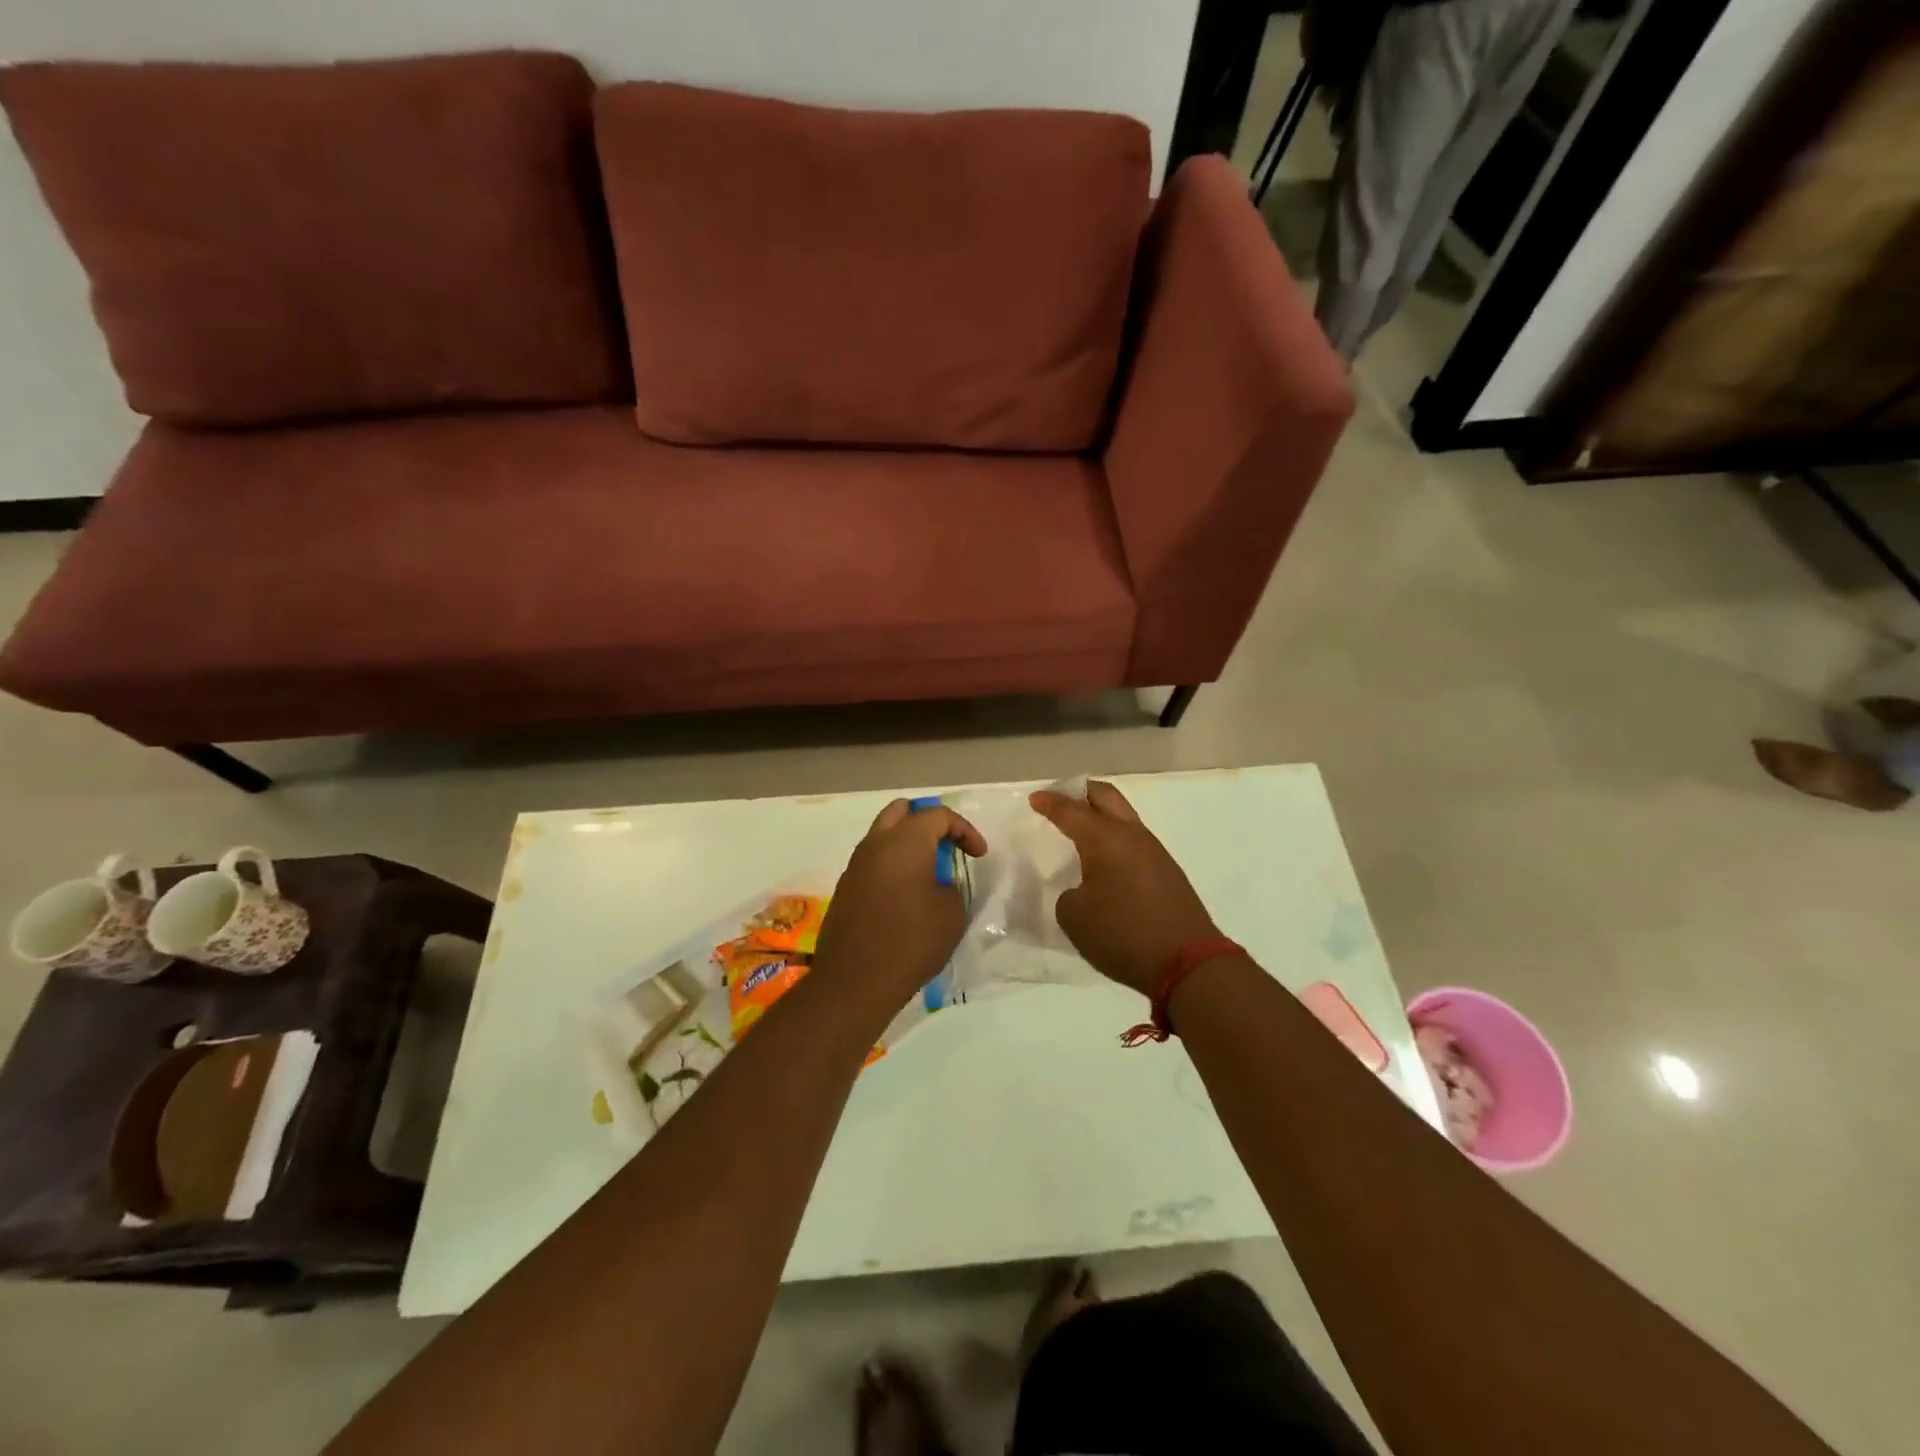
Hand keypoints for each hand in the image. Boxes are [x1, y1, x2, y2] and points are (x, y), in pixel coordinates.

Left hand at [812, 799, 987, 1005]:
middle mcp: (876, 843)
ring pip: (883, 835)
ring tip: (929, 870)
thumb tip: (937, 882)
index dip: (965, 830)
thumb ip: (950, 885)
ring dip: (908, 843)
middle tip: (947, 845)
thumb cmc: (912, 942)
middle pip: (902, 811)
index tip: (979, 855)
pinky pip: (873, 861)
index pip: (938, 815)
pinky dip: (892, 864)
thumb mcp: (951, 913)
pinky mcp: (846, 888)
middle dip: (928, 821)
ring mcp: (856, 865)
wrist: (855, 981)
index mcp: (905, 841)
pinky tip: (906, 893)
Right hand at [1029, 781, 1220, 995]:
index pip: (1071, 810)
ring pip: (1124, 818)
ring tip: (1080, 831)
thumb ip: (1068, 894)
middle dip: (1082, 792)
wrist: (1187, 962)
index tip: (1035, 799)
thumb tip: (1082, 889)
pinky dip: (1116, 840)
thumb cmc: (1122, 934)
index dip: (1050, 802)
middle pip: (1106, 797)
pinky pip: (1135, 842)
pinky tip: (1105, 860)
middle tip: (1062, 798)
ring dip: (1102, 816)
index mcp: (1104, 839)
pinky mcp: (1168, 873)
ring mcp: (1155, 852)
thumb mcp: (1074, 916)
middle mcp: (1132, 836)